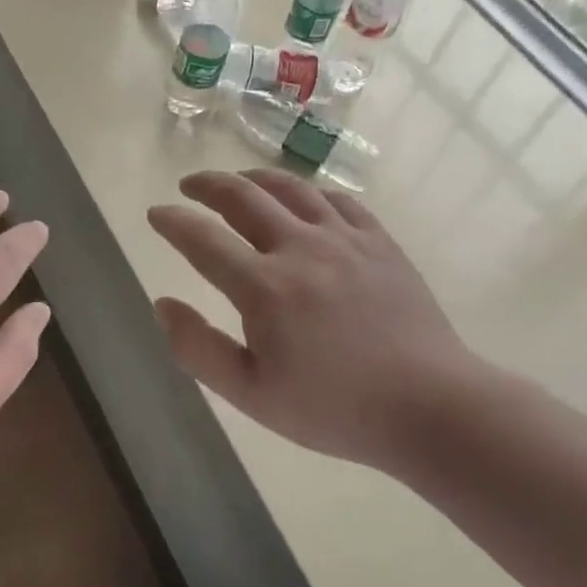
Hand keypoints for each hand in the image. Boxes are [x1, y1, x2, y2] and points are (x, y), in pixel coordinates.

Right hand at [147, 169, 491, 473]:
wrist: (430, 407)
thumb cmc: (334, 408)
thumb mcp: (252, 394)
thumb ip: (198, 348)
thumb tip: (162, 304)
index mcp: (263, 287)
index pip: (202, 239)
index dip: (173, 221)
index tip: (156, 213)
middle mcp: (299, 248)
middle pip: (242, 196)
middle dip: (207, 185)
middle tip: (189, 185)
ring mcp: (344, 239)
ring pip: (290, 187)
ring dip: (254, 177)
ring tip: (237, 180)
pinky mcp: (379, 241)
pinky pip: (336, 199)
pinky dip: (308, 191)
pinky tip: (302, 198)